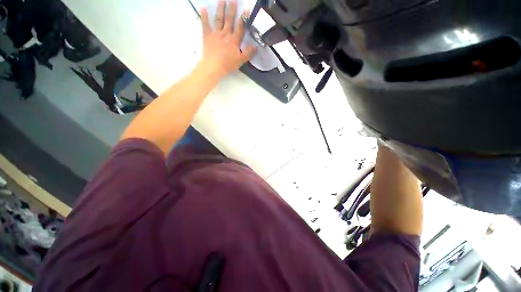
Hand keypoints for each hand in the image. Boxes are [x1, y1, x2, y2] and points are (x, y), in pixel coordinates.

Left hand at [199, 0, 255, 78]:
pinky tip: (203, 8)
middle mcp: (225, 34)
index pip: (240, 27)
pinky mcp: (207, 36)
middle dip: (232, 9)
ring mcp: (216, 34)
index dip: (243, 19)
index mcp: (234, 40)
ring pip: (219, 19)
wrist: (213, 67)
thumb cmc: (228, 65)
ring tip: (222, 0)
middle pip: (229, 20)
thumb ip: (248, 53)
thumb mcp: (240, 61)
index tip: (246, 9)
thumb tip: (256, 46)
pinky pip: (205, 24)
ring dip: (220, 9)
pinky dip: (204, 16)